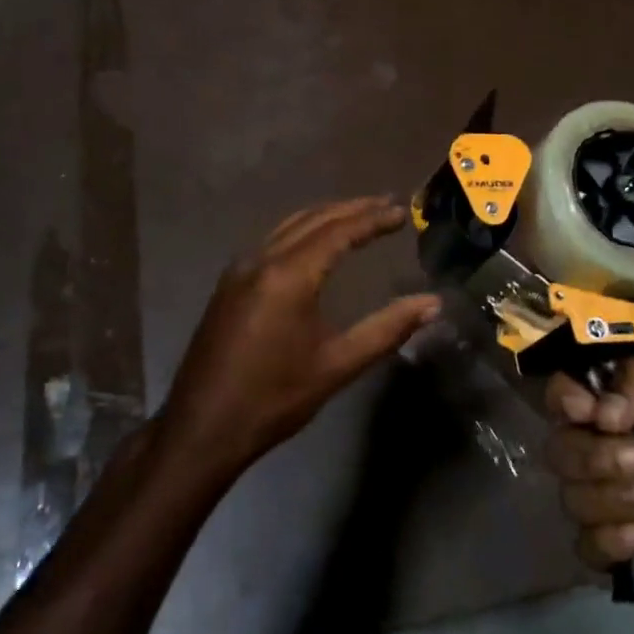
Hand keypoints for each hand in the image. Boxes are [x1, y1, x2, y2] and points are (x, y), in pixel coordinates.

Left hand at [160, 195, 440, 477]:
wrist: (202, 428)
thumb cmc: (274, 399)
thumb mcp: (337, 365)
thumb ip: (386, 329)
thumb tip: (432, 304)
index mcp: (289, 275)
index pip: (339, 231)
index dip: (373, 219)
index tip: (402, 213)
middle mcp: (262, 259)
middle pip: (314, 219)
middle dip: (352, 208)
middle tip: (387, 204)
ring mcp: (241, 269)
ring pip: (290, 226)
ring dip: (326, 215)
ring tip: (359, 215)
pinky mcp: (230, 283)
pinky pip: (273, 240)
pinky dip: (303, 230)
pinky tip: (316, 242)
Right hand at [547, 360, 633, 609]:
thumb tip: (600, 412)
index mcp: (608, 411)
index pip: (559, 394)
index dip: (564, 401)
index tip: (591, 413)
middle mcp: (592, 450)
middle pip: (559, 448)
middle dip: (599, 458)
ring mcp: (596, 501)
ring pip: (571, 497)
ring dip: (617, 499)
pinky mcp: (605, 547)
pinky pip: (584, 544)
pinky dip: (615, 541)